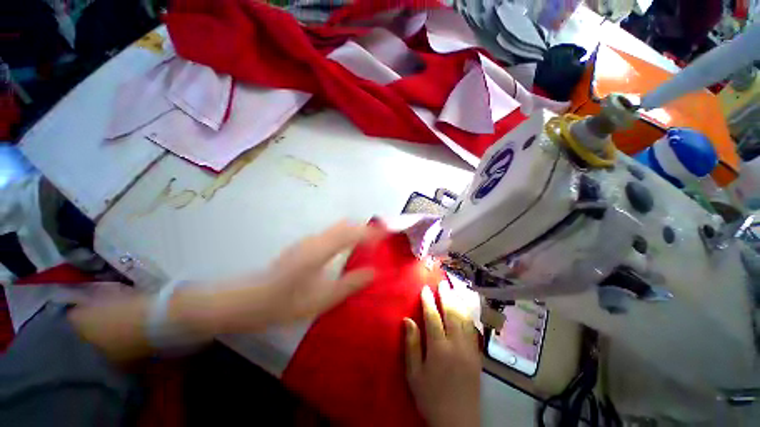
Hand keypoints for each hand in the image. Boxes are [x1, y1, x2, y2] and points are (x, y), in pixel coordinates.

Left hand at [194, 221, 381, 333]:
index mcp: (320, 250)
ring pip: (338, 228)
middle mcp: (315, 240)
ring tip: (370, 241)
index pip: (352, 233)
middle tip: (382, 236)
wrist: (248, 302)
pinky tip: (349, 248)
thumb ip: (350, 284)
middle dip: (365, 228)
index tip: (388, 233)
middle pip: (346, 225)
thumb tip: (374, 272)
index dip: (372, 232)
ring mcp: (308, 241)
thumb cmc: (285, 303)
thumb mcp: (322, 299)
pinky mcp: (305, 246)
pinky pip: (331, 234)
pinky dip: (346, 236)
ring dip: (355, 231)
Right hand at [405, 282, 480, 426]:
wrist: (458, 421)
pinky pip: (473, 329)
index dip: (428, 301)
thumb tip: (407, 320)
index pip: (433, 317)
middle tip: (442, 283)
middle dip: (446, 296)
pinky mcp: (477, 355)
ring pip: (465, 319)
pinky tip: (466, 309)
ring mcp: (470, 349)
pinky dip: (469, 315)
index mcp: (439, 348)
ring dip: (458, 302)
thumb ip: (411, 345)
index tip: (425, 288)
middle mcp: (456, 344)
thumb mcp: (414, 374)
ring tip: (454, 290)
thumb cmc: (431, 397)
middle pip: (451, 313)